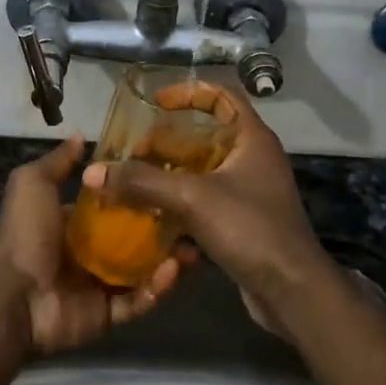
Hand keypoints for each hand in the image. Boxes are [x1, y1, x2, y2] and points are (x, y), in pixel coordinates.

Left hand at [0, 136, 182, 355]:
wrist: (13, 295)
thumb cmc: (25, 234)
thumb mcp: (33, 184)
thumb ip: (57, 162)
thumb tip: (78, 135)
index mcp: (72, 224)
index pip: (113, 207)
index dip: (138, 195)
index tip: (168, 181)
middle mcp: (88, 254)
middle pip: (134, 240)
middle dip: (162, 231)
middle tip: (191, 218)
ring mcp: (99, 286)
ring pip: (143, 272)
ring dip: (168, 260)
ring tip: (192, 247)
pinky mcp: (107, 315)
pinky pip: (138, 302)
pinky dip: (157, 289)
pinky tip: (174, 270)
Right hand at [81, 83, 334, 307]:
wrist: (292, 291)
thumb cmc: (250, 229)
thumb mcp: (192, 198)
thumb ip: (142, 182)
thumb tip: (93, 172)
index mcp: (251, 139)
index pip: (221, 97)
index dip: (188, 93)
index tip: (156, 103)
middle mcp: (252, 159)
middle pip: (204, 136)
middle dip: (166, 142)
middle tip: (133, 153)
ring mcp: (247, 192)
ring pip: (200, 171)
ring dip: (168, 174)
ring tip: (132, 182)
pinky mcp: (241, 222)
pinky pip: (203, 201)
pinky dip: (178, 202)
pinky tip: (150, 214)